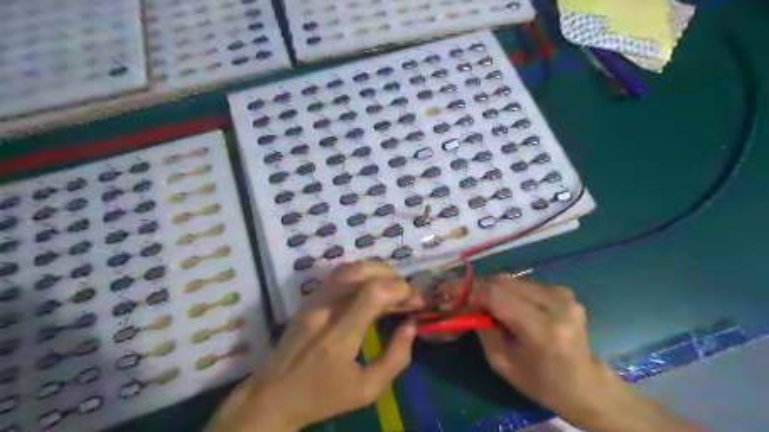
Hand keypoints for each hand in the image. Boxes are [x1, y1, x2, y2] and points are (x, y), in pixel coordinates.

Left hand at [201, 262, 422, 431]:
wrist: (272, 396)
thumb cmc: (322, 397)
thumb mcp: (367, 390)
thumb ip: (395, 357)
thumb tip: (410, 325)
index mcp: (339, 336)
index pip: (372, 293)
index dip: (399, 289)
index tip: (415, 300)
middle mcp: (325, 311)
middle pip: (361, 273)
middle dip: (392, 277)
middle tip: (407, 294)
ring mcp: (313, 301)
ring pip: (348, 269)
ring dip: (377, 272)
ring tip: (393, 287)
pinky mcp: (308, 299)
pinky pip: (338, 275)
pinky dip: (361, 274)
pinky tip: (371, 287)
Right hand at [459, 277, 704, 431]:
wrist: (587, 385)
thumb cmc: (542, 383)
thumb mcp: (502, 362)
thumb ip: (482, 328)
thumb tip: (465, 304)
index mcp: (543, 328)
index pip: (497, 295)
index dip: (468, 289)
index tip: (446, 291)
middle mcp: (555, 304)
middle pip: (503, 282)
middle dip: (476, 287)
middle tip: (456, 295)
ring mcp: (563, 295)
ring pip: (512, 280)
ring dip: (490, 287)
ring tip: (475, 299)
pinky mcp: (563, 292)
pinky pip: (524, 284)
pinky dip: (506, 290)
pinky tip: (499, 302)